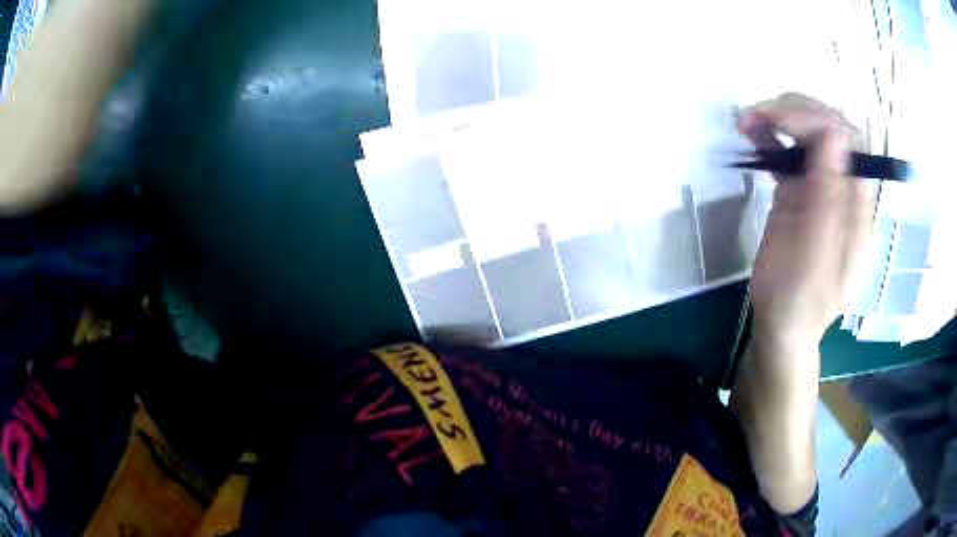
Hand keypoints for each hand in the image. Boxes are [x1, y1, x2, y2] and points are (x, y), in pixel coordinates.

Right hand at [737, 93, 874, 351]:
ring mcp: (821, 188)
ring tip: (746, 120)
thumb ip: (829, 200)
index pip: (847, 141)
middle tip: (756, 115)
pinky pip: (789, 152)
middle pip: (829, 128)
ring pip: (808, 134)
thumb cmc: (799, 303)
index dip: (815, 120)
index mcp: (856, 206)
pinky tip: (750, 133)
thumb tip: (836, 136)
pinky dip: (770, 136)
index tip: (776, 122)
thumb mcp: (815, 259)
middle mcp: (843, 189)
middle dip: (794, 112)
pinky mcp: (800, 192)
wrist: (782, 326)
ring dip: (779, 118)